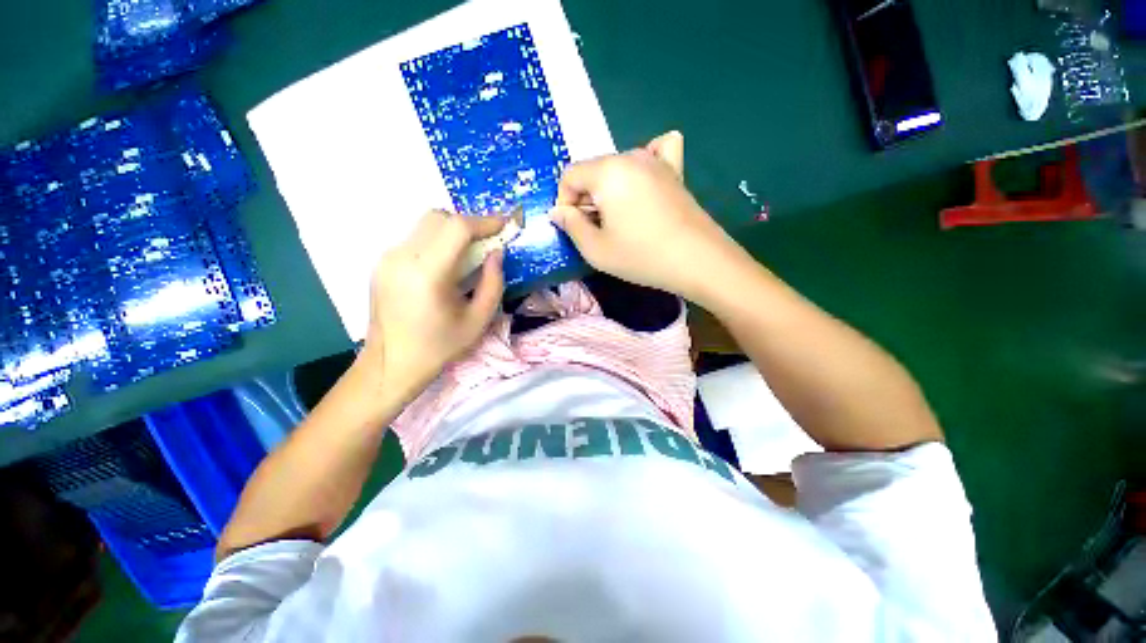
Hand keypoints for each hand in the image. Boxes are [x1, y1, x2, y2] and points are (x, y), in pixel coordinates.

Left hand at [363, 210, 506, 396]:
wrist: (390, 364)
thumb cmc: (439, 347)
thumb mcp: (478, 320)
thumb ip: (493, 283)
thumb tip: (496, 253)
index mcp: (426, 274)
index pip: (457, 228)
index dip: (484, 222)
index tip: (504, 224)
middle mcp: (401, 257)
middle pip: (438, 217)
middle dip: (468, 223)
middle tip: (488, 239)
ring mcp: (387, 258)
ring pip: (425, 225)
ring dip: (452, 231)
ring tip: (470, 253)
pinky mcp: (382, 263)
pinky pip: (415, 239)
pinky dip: (437, 241)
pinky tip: (447, 265)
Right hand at [549, 131, 745, 303]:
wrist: (697, 260)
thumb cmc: (641, 256)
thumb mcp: (595, 249)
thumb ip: (570, 225)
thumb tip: (558, 211)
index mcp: (607, 171)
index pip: (570, 175)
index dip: (564, 202)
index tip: (573, 227)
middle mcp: (630, 156)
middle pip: (594, 170)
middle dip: (586, 198)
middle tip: (596, 229)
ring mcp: (656, 161)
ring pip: (618, 167)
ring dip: (609, 189)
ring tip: (619, 218)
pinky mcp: (675, 171)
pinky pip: (656, 152)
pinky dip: (644, 163)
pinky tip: (644, 181)